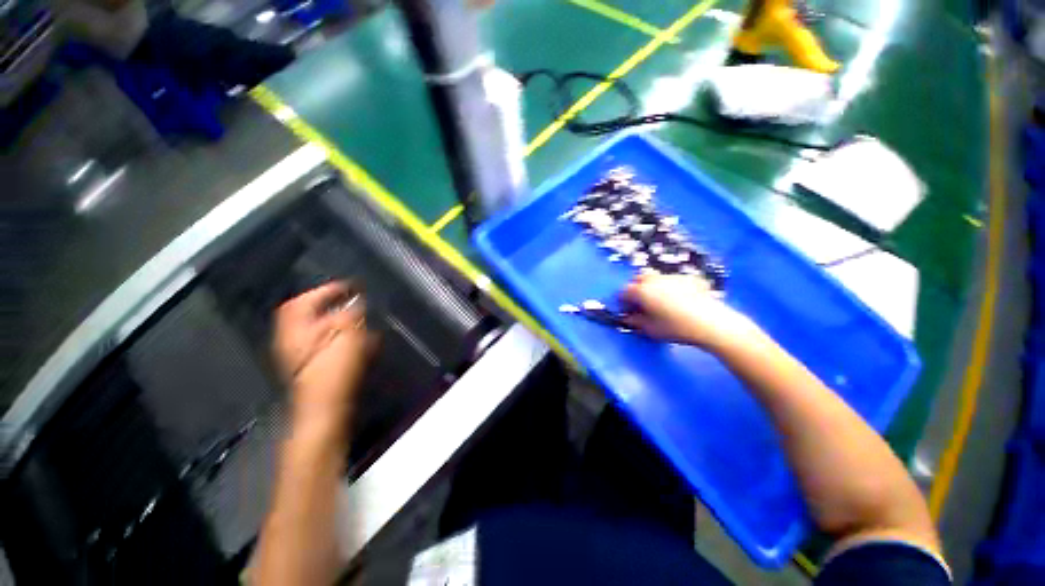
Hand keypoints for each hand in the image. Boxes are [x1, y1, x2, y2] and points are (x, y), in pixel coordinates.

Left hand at [273, 281, 376, 436]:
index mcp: (297, 331)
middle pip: (307, 314)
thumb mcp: (345, 338)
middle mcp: (294, 340)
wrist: (326, 410)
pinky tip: (360, 340)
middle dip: (330, 304)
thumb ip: (350, 316)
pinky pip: (326, 343)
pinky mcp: (314, 367)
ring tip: (360, 318)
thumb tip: (355, 302)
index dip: (324, 291)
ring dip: (338, 320)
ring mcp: (301, 356)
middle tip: (352, 300)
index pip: (302, 301)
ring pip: (318, 329)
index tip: (348, 286)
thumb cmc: (334, 373)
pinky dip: (342, 336)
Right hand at [621, 273, 757, 350]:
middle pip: (639, 278)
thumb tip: (627, 318)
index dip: (624, 302)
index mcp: (641, 291)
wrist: (710, 323)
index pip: (624, 292)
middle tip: (642, 303)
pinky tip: (680, 299)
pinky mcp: (689, 278)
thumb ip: (635, 322)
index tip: (627, 310)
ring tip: (661, 301)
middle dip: (637, 288)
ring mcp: (672, 276)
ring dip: (653, 286)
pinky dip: (672, 287)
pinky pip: (674, 280)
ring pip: (656, 277)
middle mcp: (654, 279)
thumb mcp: (650, 329)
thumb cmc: (675, 328)